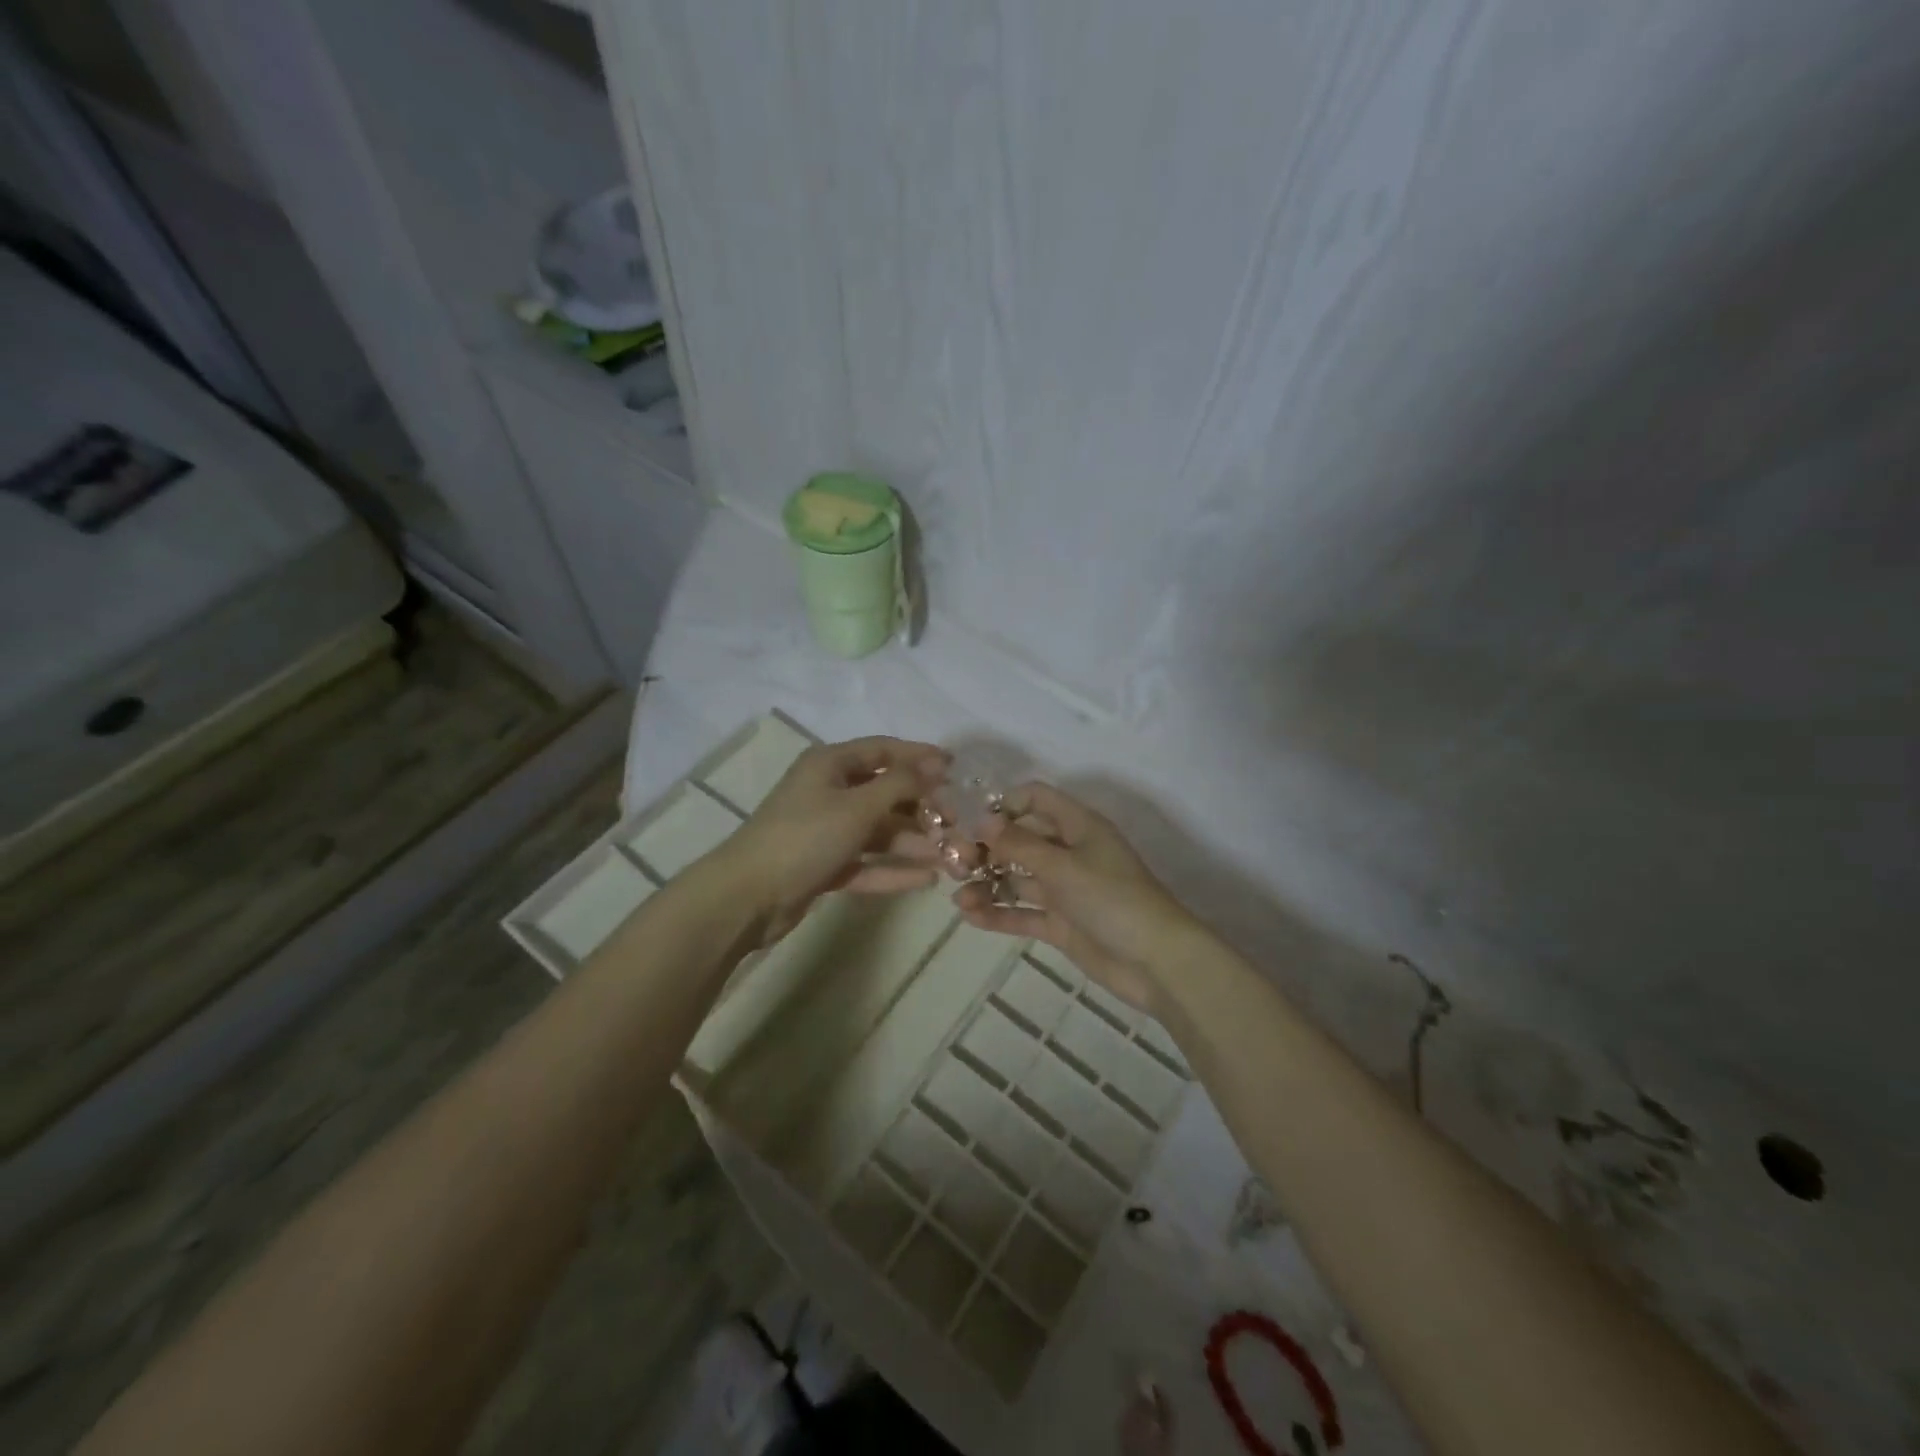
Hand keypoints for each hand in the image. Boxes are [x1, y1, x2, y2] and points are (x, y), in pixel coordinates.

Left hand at [718, 736, 948, 944]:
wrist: (748, 896)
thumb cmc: (805, 837)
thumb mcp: (858, 806)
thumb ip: (900, 784)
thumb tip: (935, 764)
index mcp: (830, 764)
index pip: (883, 750)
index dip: (919, 757)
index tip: (956, 768)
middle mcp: (828, 791)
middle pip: (883, 792)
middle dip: (920, 807)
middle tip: (957, 822)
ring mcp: (824, 830)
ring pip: (877, 830)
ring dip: (911, 841)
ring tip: (949, 856)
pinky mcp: (823, 864)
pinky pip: (865, 861)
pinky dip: (892, 869)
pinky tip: (925, 880)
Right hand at [952, 782, 1197, 1013]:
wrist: (1157, 962)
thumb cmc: (1112, 899)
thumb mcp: (1063, 866)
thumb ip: (1019, 844)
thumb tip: (981, 819)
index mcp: (1078, 826)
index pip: (1036, 799)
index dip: (1003, 804)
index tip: (970, 820)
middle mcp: (1069, 852)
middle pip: (1020, 839)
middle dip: (987, 848)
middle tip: (954, 862)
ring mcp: (1065, 890)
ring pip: (1018, 878)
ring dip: (987, 884)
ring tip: (958, 897)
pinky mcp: (1062, 924)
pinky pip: (1024, 913)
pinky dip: (999, 913)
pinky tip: (970, 917)